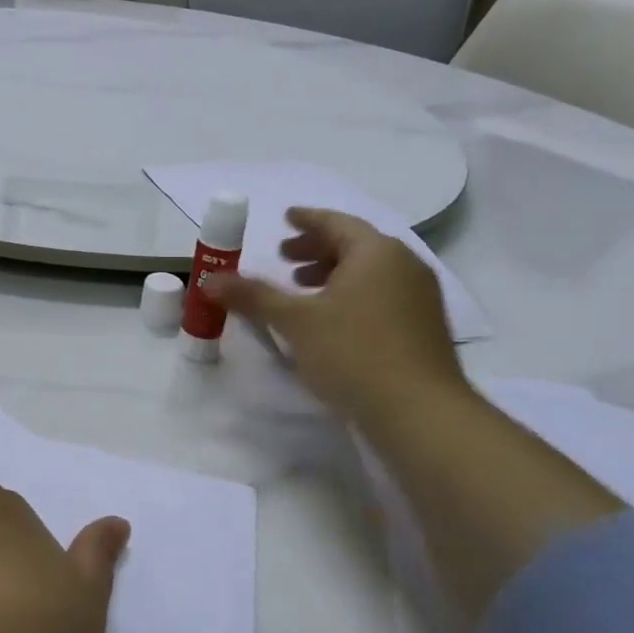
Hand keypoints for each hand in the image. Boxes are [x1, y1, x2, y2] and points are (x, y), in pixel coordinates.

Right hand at [206, 208, 469, 428]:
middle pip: (355, 245)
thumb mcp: (295, 321)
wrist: (420, 413)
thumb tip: (209, 280)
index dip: (307, 220)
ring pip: (370, 272)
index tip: (285, 218)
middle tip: (284, 258)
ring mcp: (420, 297)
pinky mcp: (424, 328)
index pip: (336, 222)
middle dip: (316, 249)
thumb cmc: (353, 353)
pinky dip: (353, 295)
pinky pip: (382, 295)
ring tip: (302, 290)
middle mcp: (404, 265)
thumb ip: (252, 296)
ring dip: (333, 274)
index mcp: (375, 252)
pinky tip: (332, 321)